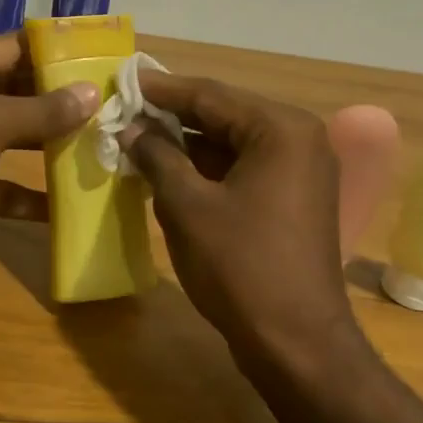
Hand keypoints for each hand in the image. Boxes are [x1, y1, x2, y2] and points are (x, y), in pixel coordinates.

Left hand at [0, 34, 97, 288]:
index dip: (56, 54)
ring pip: (10, 141)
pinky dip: (26, 196)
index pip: (12, 48)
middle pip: (16, 94)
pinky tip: (63, 209)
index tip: (104, 62)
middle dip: (60, 104)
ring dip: (48, 149)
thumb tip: (91, 93)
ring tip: (101, 152)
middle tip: (114, 111)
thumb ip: (38, 111)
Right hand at [124, 73, 358, 372]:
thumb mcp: (187, 207)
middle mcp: (299, 139)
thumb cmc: (240, 267)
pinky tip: (168, 174)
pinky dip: (207, 171)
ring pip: (232, 145)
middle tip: (124, 112)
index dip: (161, 90)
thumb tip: (131, 129)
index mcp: (280, 129)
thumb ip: (157, 157)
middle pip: (224, 116)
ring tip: (137, 141)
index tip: (122, 81)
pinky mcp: (293, 200)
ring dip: (187, 146)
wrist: (295, 341)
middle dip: (172, 118)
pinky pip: (243, 170)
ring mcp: (300, 172)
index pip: (211, 95)